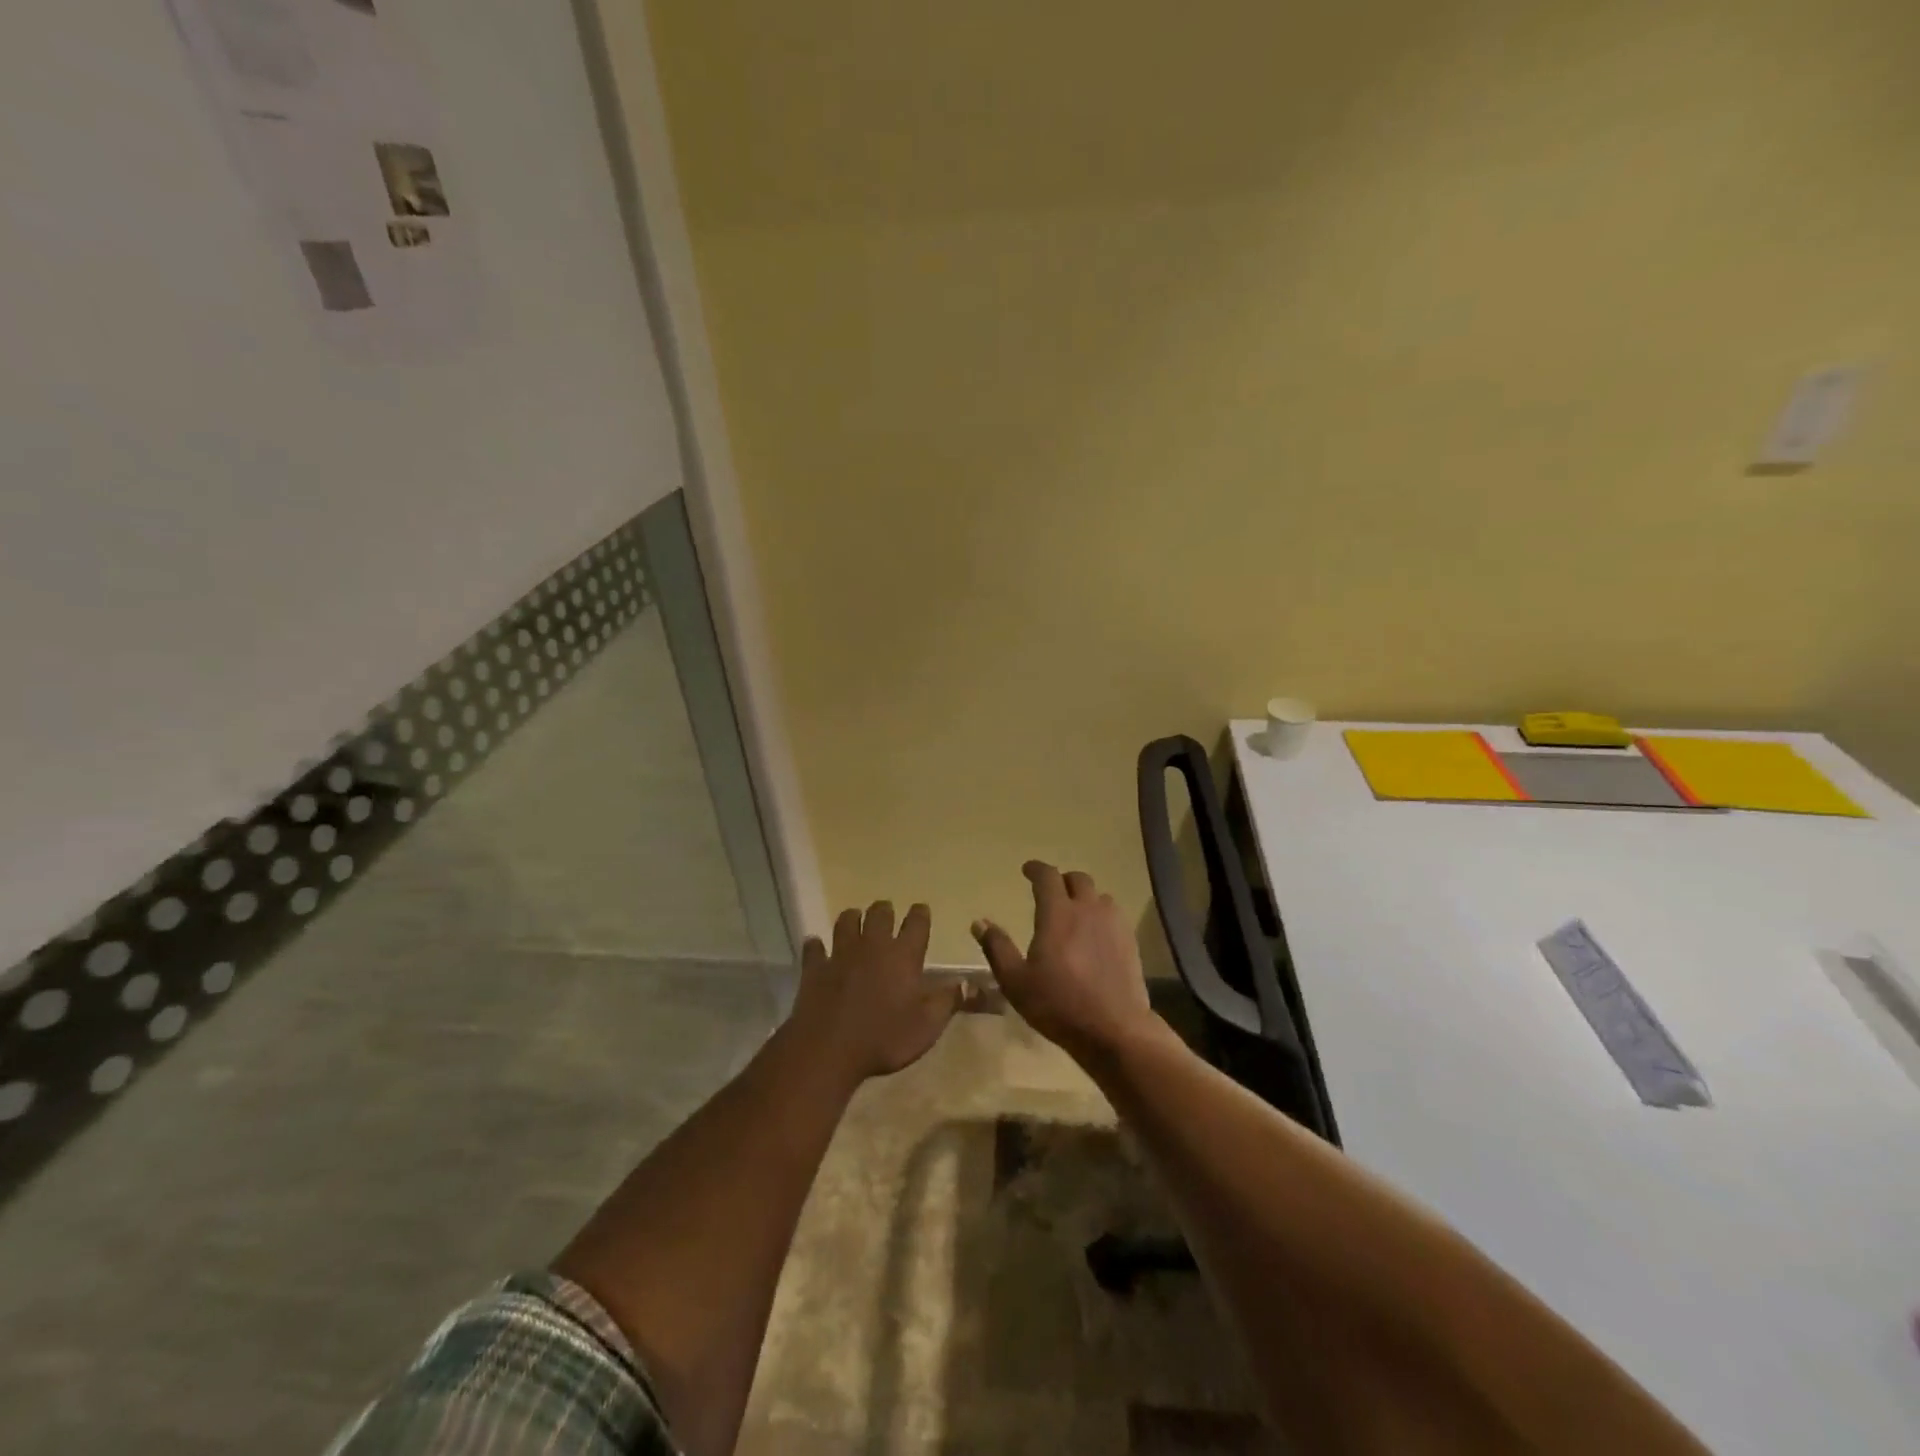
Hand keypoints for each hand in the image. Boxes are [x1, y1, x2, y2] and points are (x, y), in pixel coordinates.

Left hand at [788, 901, 965, 1084]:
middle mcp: (873, 946)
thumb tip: (969, 983)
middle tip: (887, 913)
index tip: (921, 910)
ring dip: (852, 918)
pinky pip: (814, 949)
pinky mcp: (814, 968)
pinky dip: (816, 946)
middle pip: (879, 914)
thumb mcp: (927, 1026)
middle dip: (885, 910)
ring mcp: (840, 954)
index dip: (920, 914)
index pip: (916, 924)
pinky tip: (817, 946)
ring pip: (846, 921)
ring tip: (856, 920)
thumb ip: (949, 1001)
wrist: (828, 1049)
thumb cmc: (884, 1037)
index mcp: (903, 956)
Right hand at [972, 862, 1155, 1062]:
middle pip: (1077, 879)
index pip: (1047, 877)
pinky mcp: (1129, 941)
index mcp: (1058, 913)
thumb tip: (979, 922)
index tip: (1027, 870)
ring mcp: (1113, 924)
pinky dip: (1100, 915)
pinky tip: (1095, 934)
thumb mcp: (1016, 981)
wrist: (1114, 1029)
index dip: (1036, 869)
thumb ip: (997, 947)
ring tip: (1074, 913)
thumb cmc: (1058, 1004)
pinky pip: (1114, 915)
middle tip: (1050, 892)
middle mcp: (1087, 909)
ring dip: (1084, 897)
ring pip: (1099, 896)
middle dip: (1061, 880)